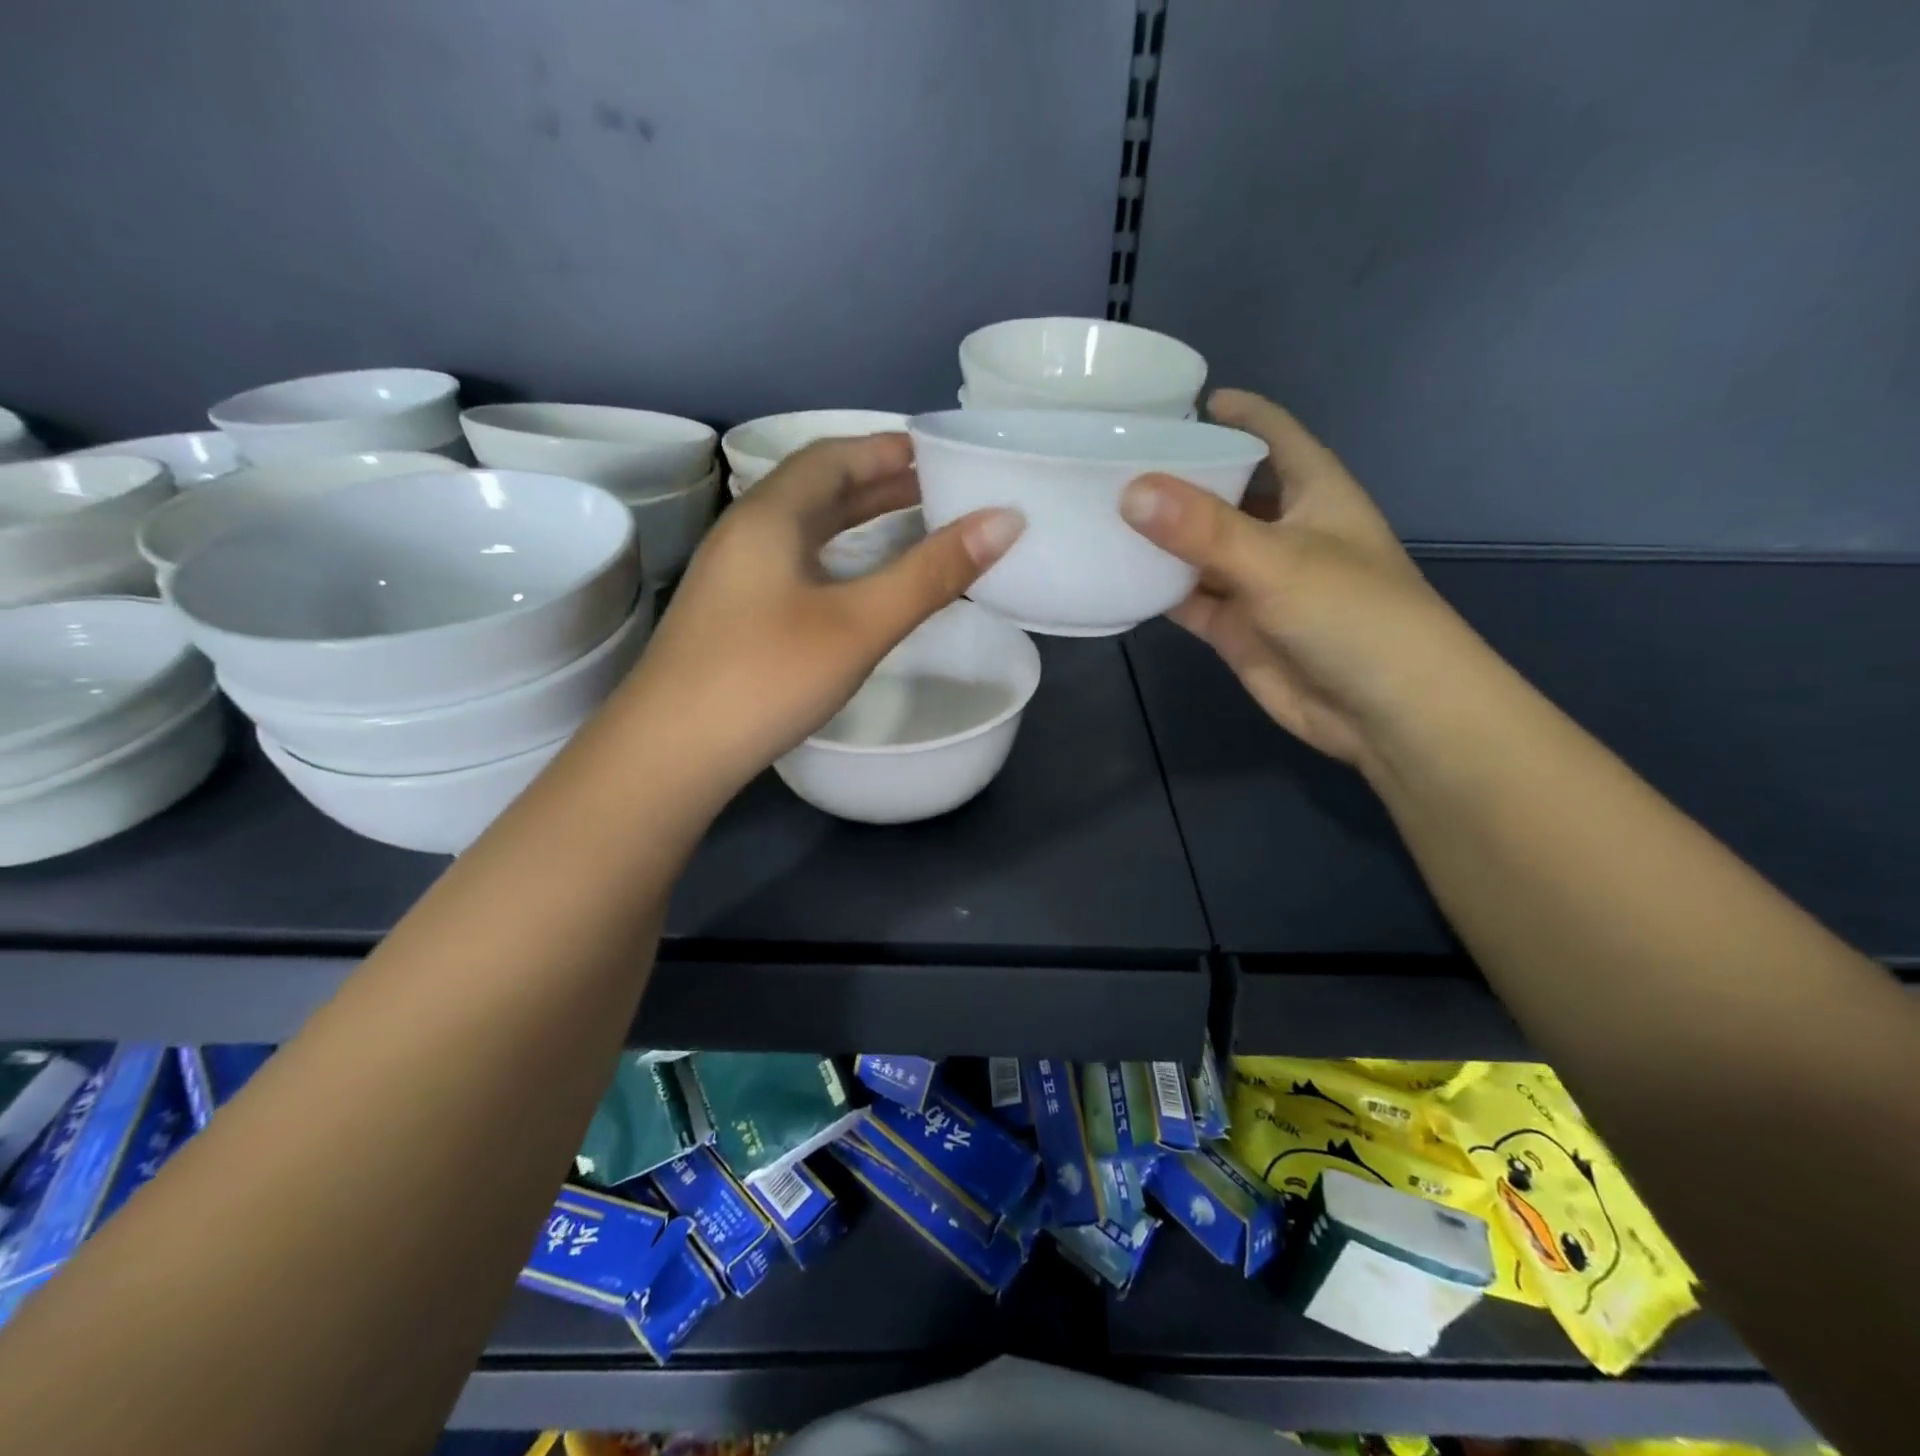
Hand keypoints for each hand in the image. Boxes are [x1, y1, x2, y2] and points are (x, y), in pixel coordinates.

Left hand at [618, 432, 1022, 796]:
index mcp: (770, 515)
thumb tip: (1006, 520)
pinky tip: (855, 583)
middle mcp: (746, 533)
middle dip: (878, 483)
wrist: (670, 754)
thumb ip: (931, 573)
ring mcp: (733, 576)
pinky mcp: (732, 616)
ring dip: (856, 521)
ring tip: (909, 527)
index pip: (832, 457)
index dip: (886, 449)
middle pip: (817, 489)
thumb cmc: (767, 677)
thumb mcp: (859, 624)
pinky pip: (794, 563)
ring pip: (804, 529)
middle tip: (937, 490)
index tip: (938, 455)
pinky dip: (837, 557)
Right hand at [1119, 389, 1479, 768]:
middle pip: (1225, 489)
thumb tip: (1129, 491)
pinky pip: (1187, 597)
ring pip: (1198, 548)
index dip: (1235, 413)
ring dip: (1159, 535)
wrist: (1385, 713)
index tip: (1178, 401)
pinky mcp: (1236, 627)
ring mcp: (1256, 581)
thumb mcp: (1278, 561)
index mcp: (1313, 490)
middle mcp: (1282, 529)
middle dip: (1179, 475)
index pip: (1272, 433)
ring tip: (1098, 511)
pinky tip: (1114, 575)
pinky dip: (1156, 589)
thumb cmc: (1353, 616)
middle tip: (1112, 459)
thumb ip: (1203, 529)